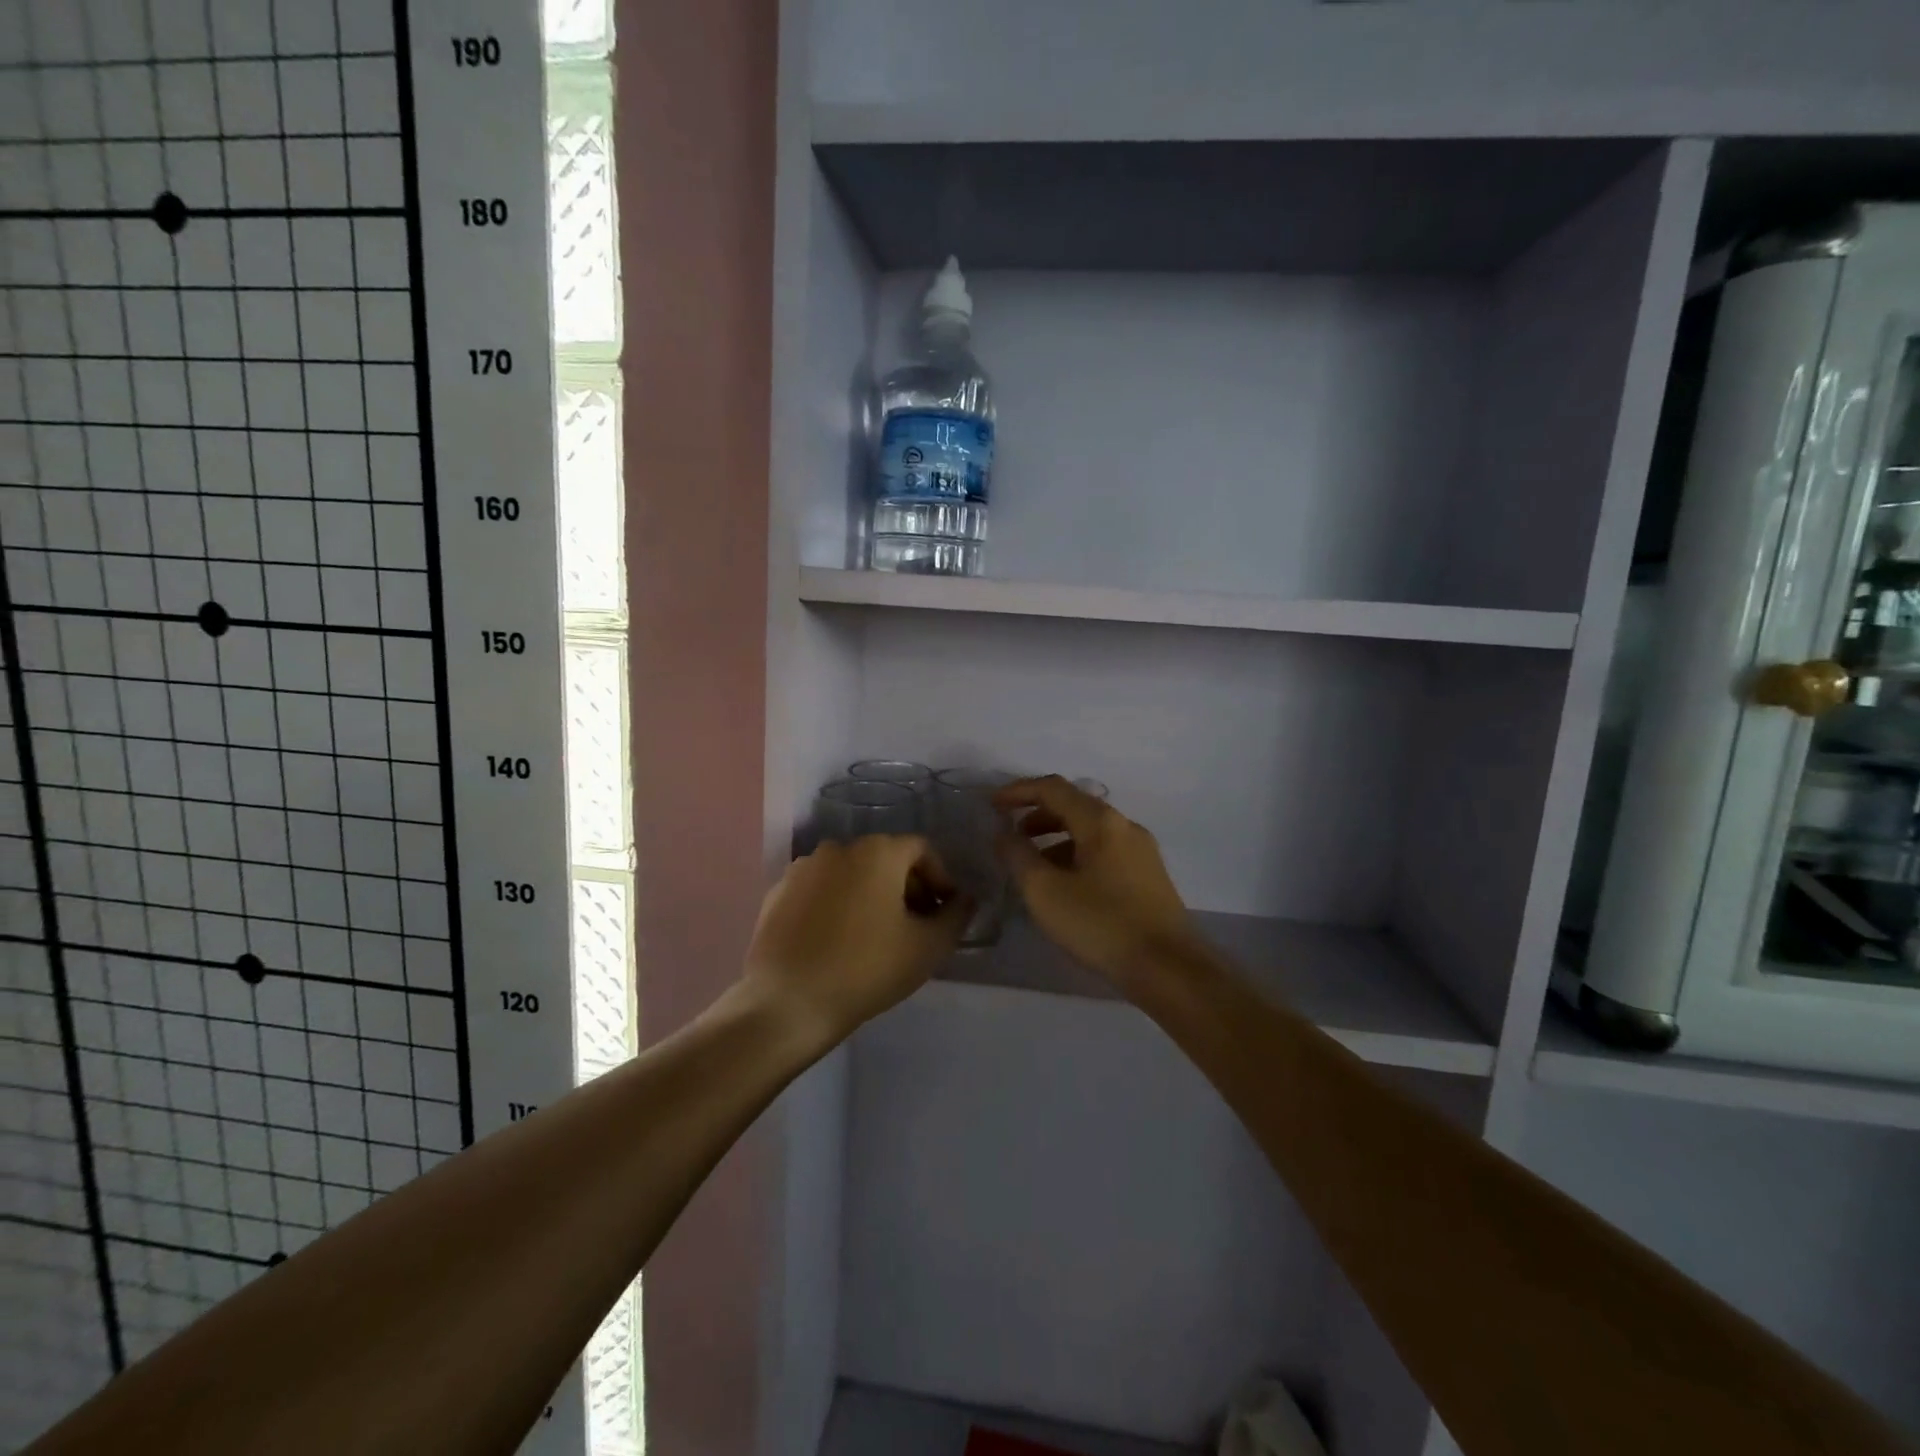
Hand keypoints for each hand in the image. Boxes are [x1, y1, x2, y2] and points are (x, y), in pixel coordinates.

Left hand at [742, 835, 968, 1043]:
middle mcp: (839, 847)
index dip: (941, 878)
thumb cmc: (866, 968)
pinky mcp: (778, 893)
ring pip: (851, 874)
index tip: (945, 913)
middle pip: (885, 859)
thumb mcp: (927, 947)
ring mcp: (803, 868)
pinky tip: (839, 942)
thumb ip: (955, 916)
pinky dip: (837, 905)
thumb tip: (964, 900)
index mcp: (877, 851)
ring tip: (877, 936)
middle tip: (916, 927)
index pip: (922, 850)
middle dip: (907, 888)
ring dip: (871, 895)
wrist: (787, 1002)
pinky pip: (821, 890)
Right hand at [994, 776, 1195, 989]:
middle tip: (1010, 836)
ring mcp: (1141, 850)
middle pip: (1074, 805)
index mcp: (1100, 821)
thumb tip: (1003, 832)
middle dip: (1037, 815)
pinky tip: (1064, 884)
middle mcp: (1124, 825)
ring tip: (1032, 864)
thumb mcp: (1045, 892)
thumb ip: (1018, 856)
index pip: (1053, 788)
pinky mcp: (1148, 875)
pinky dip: (1076, 854)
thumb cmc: (1101, 925)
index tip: (991, 805)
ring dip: (1056, 837)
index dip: (1018, 791)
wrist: (1169, 969)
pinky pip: (1104, 850)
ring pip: (1090, 830)